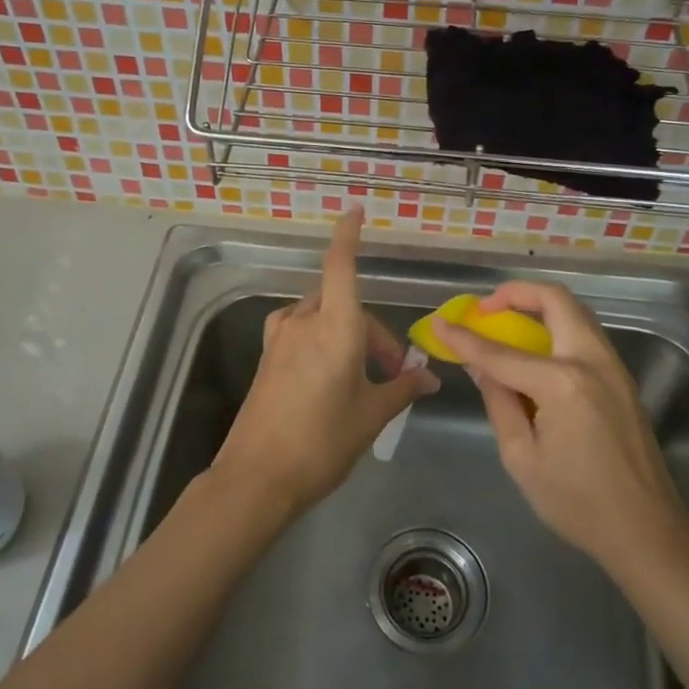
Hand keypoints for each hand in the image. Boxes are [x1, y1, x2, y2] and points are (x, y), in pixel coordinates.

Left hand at [215, 209, 439, 518]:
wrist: (257, 477)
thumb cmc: (323, 442)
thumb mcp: (371, 415)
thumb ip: (402, 389)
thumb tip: (431, 378)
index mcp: (335, 327)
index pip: (341, 265)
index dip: (348, 235)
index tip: (354, 211)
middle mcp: (305, 322)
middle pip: (342, 300)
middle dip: (371, 329)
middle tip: (392, 371)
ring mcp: (280, 339)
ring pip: (320, 315)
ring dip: (344, 332)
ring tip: (361, 374)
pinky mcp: (266, 358)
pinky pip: (299, 331)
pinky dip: (319, 338)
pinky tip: (327, 371)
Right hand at [432, 282, 688, 575]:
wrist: (647, 531)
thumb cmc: (577, 502)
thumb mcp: (522, 458)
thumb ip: (499, 402)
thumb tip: (480, 366)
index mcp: (562, 383)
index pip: (501, 352)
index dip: (465, 338)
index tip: (439, 323)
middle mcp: (592, 361)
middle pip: (555, 300)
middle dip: (516, 293)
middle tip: (486, 308)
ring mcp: (613, 367)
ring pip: (576, 312)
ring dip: (540, 306)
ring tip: (508, 322)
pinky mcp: (623, 379)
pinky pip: (586, 335)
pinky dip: (558, 327)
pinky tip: (537, 350)